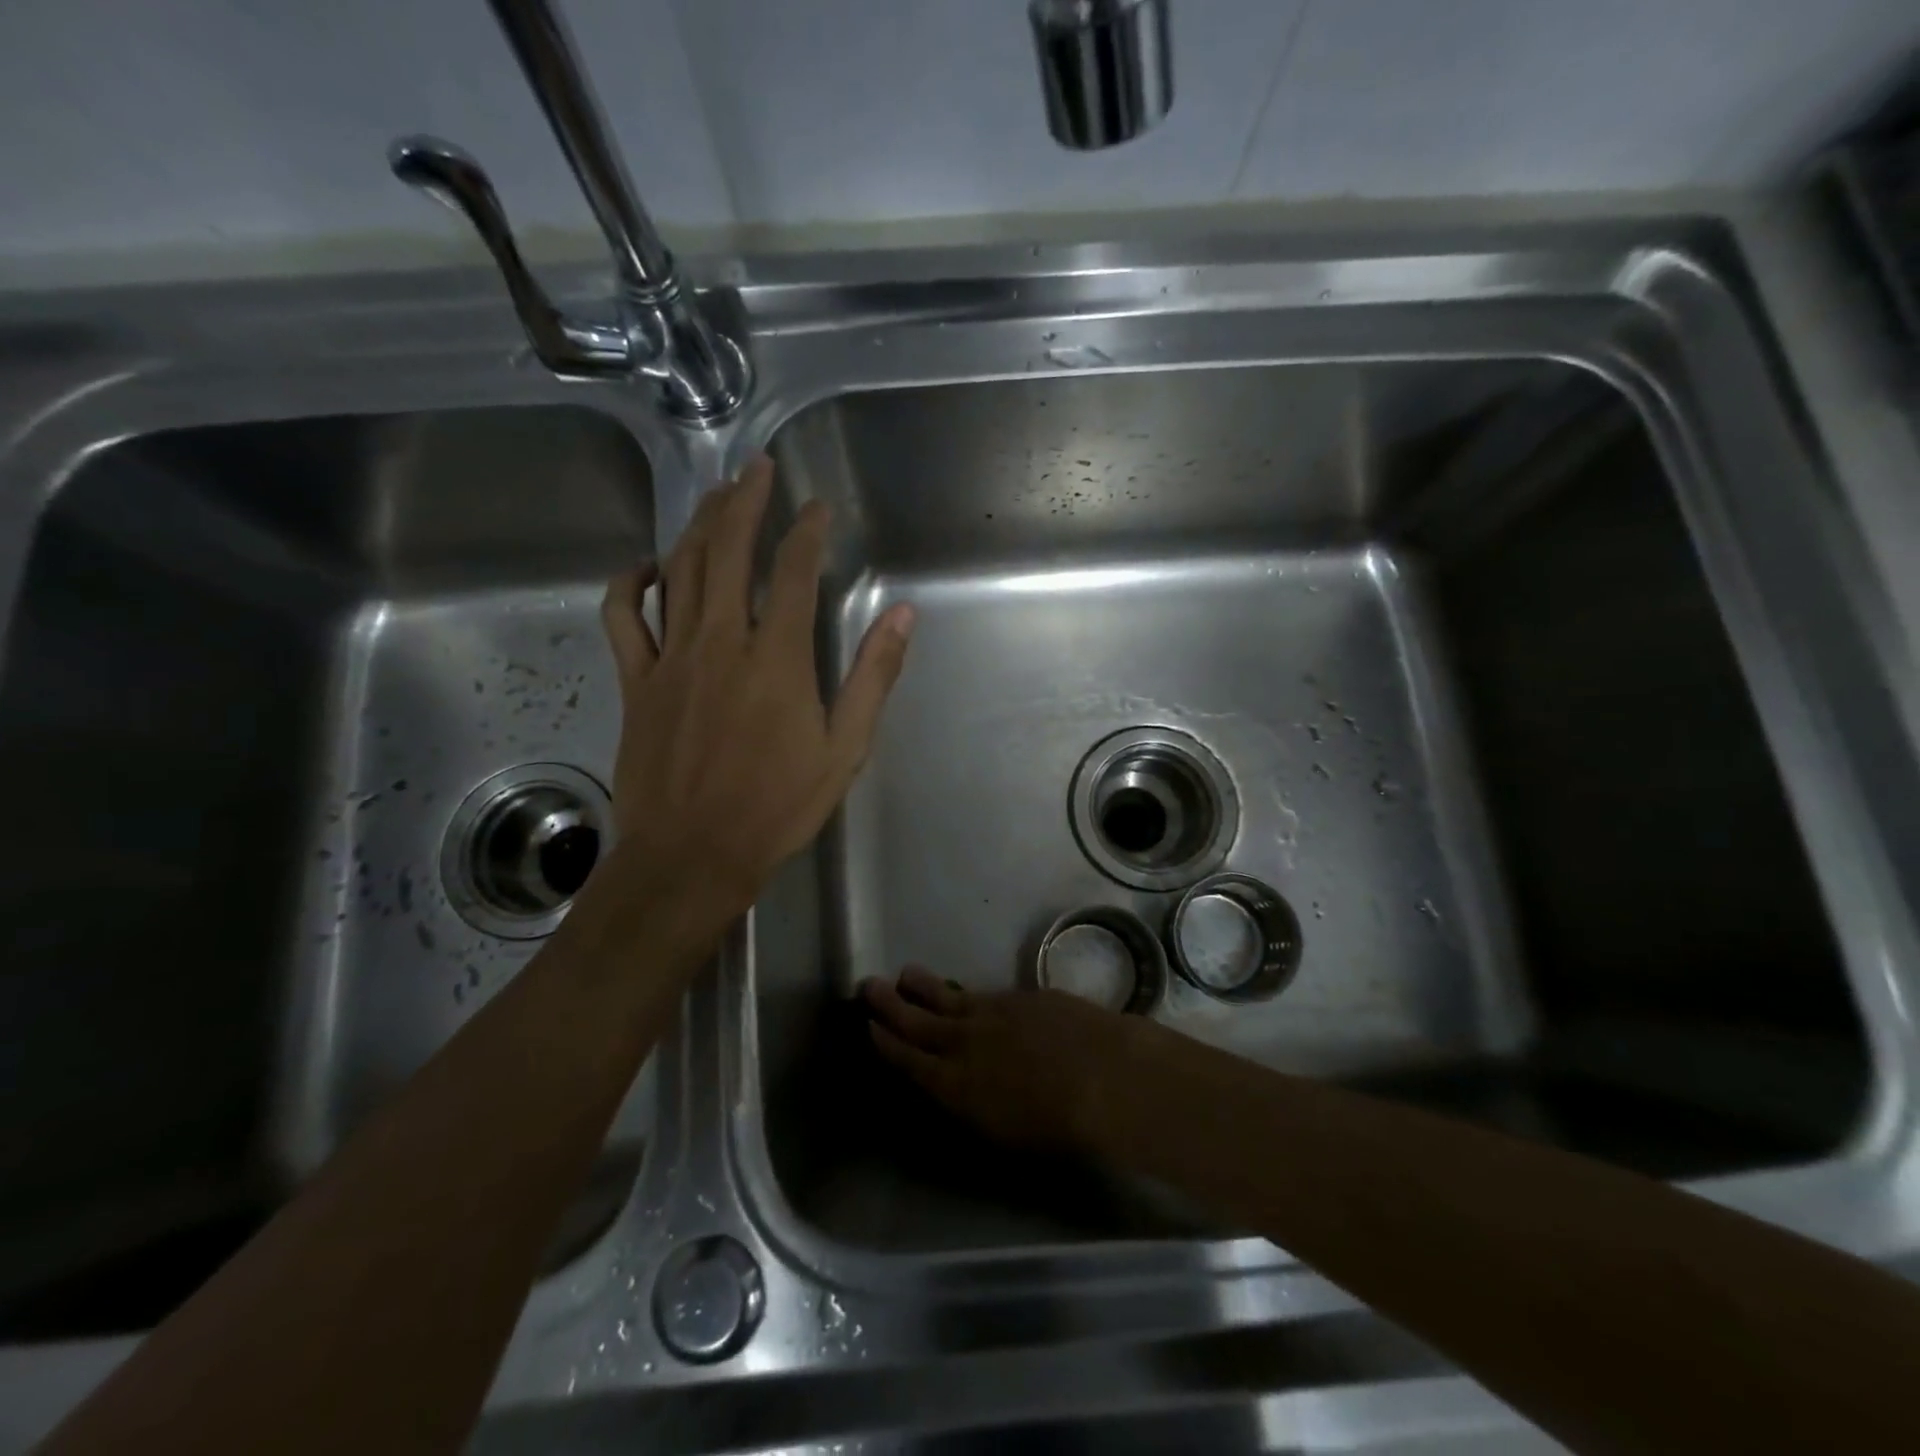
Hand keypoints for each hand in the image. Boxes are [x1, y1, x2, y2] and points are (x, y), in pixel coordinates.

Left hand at [598, 455, 914, 916]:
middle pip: (726, 551)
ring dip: (698, 526)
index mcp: (776, 657)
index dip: (807, 531)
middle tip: (756, 469)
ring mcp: (670, 658)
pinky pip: (623, 618)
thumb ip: (872, 676)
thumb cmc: (777, 807)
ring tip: (716, 496)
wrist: (692, 856)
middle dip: (744, 502)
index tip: (818, 509)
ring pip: (679, 571)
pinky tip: (646, 567)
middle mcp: (719, 641)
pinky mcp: (637, 681)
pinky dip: (629, 584)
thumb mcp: (844, 748)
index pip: (792, 571)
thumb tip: (902, 616)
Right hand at [860, 967, 1136, 1150]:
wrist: (1101, 1075)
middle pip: (918, 1021)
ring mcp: (990, 1013)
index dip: (887, 1043)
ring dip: (922, 987)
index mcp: (955, 1085)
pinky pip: (980, 993)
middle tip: (868, 985)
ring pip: (946, 997)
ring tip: (905, 974)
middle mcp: (964, 1043)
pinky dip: (964, 993)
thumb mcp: (1003, 1131)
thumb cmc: (1057, 1124)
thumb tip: (961, 1087)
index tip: (869, 1026)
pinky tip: (962, 993)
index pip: (910, 1059)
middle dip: (890, 1004)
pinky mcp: (1017, 997)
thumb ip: (974, 1103)